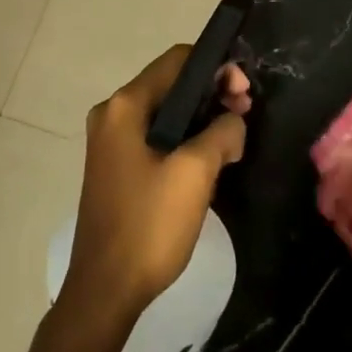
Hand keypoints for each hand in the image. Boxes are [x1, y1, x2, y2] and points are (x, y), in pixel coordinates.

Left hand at [60, 46, 252, 328]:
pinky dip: (186, 138)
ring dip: (203, 118)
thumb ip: (222, 132)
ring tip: (235, 138)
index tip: (244, 92)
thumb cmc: (149, 224)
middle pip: (173, 84)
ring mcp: (112, 142)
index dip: (216, 67)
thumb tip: (233, 122)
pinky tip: (211, 158)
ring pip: (168, 112)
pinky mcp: (118, 166)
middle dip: (213, 93)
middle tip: (245, 114)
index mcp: (125, 106)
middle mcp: (113, 114)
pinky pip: (158, 136)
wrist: (105, 291)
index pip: (177, 60)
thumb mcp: (196, 172)